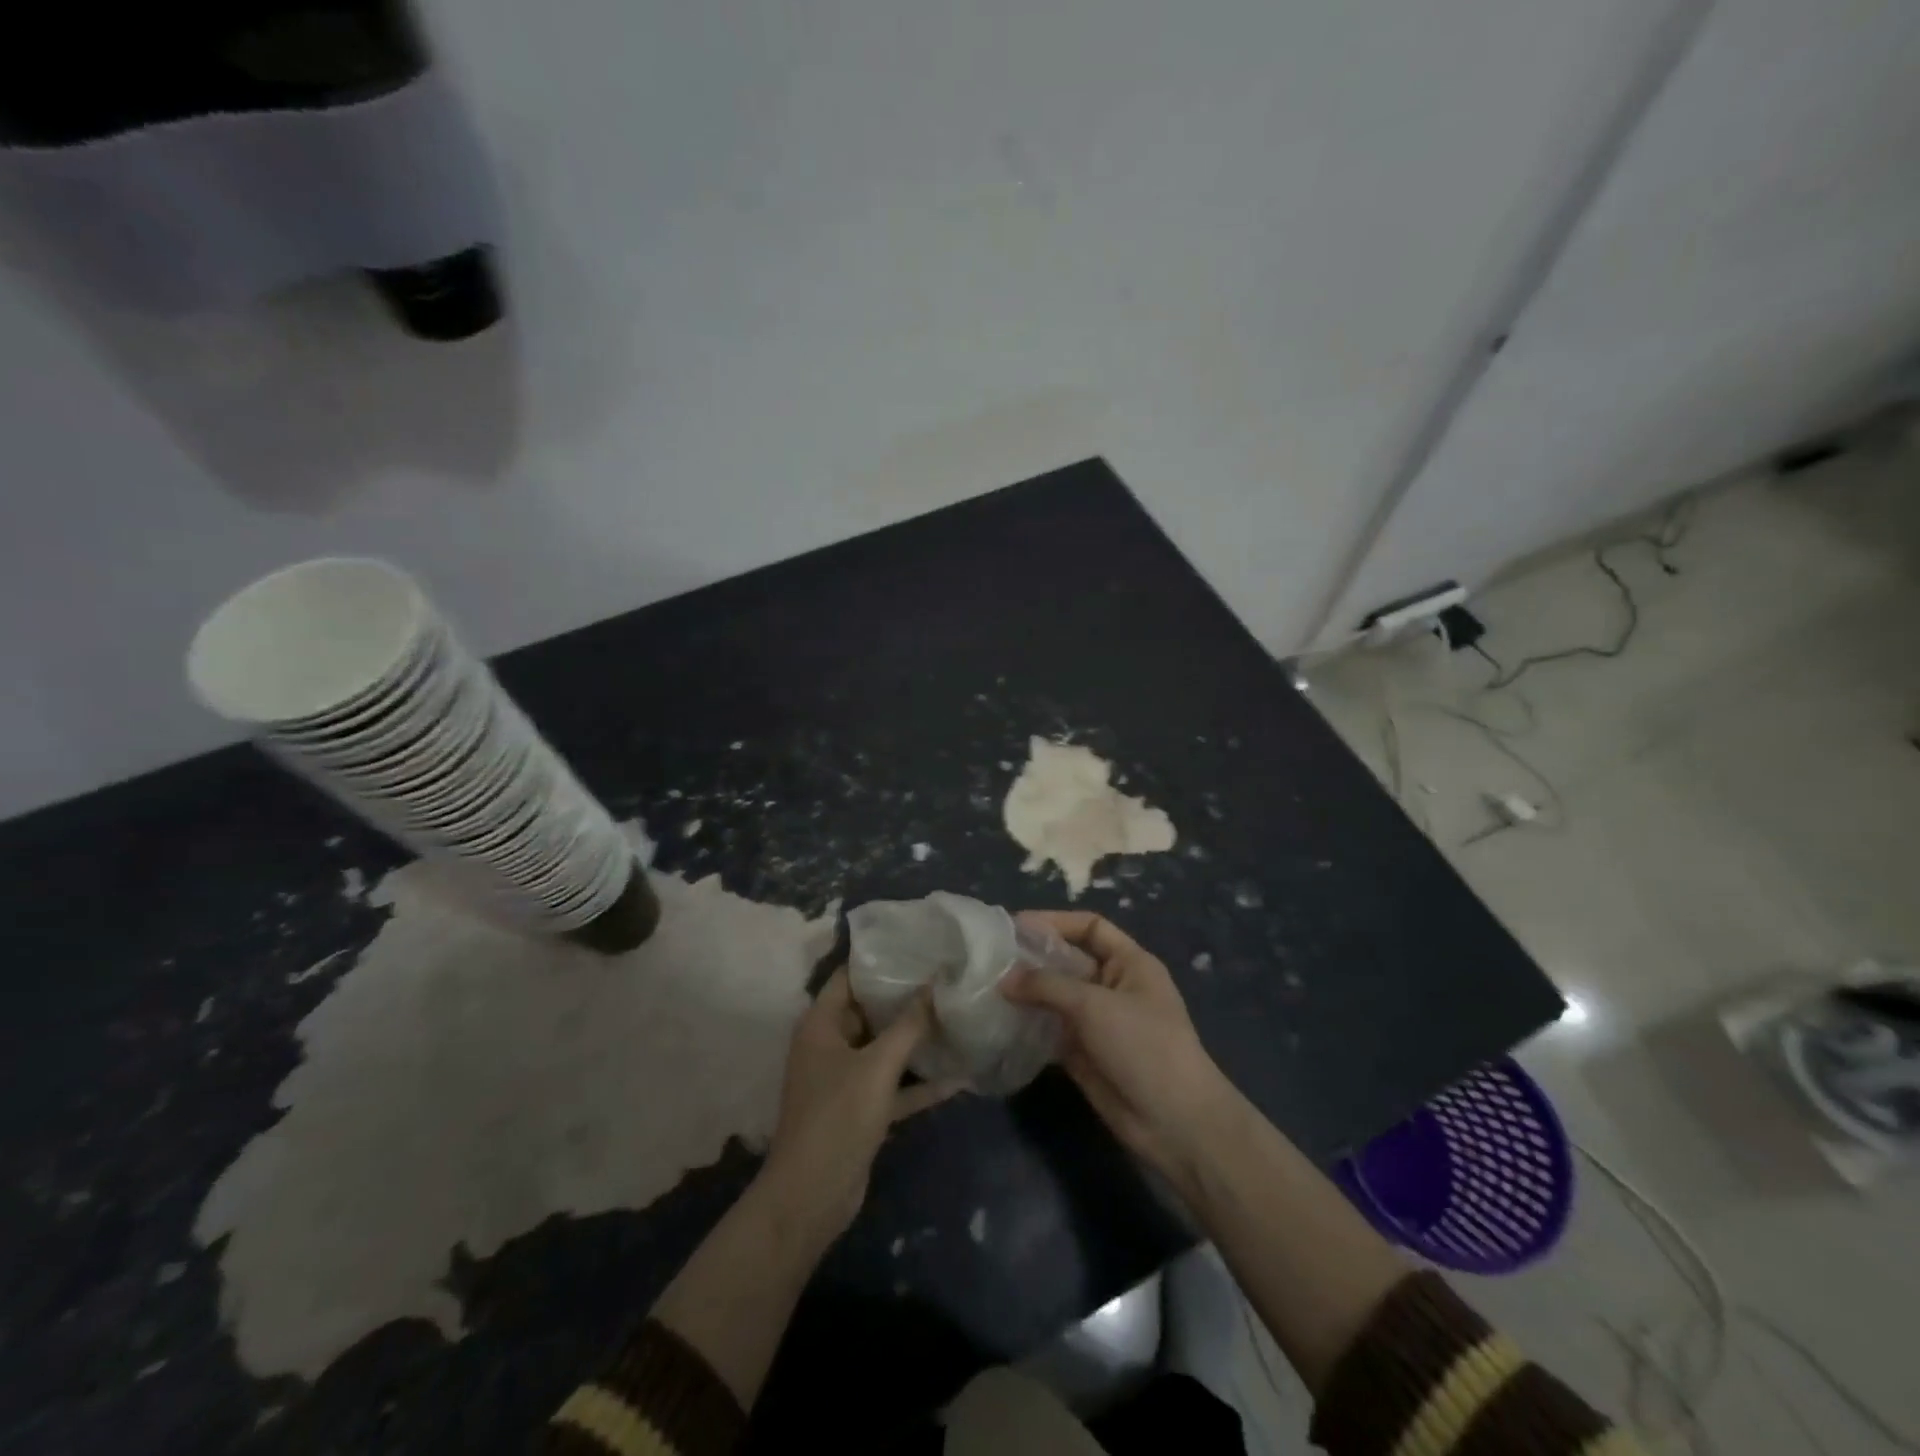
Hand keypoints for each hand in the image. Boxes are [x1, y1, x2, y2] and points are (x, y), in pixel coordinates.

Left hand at [759, 968, 959, 1245]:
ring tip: (955, 1014)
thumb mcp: (877, 1066)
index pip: (848, 977)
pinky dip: (919, 1083)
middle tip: (945, 974)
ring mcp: (845, 1079)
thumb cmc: (837, 1117)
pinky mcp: (860, 1109)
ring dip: (915, 1039)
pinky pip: (894, 1086)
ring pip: (884, 1048)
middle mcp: (830, 1045)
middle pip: (869, 1010)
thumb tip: (934, 984)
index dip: (879, 959)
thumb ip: (908, 1025)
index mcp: (821, 1025)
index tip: (917, 943)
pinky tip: (958, 1077)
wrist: (811, 1197)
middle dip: (905, 996)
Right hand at [1003, 912, 1236, 1186]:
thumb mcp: (1095, 1005)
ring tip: (987, 987)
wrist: (1174, 1121)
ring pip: (1056, 997)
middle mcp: (1113, 986)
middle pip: (1068, 961)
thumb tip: (1004, 978)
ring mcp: (1098, 1021)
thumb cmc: (1143, 1045)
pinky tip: (999, 1021)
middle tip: (991, 958)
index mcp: (1130, 963)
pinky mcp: (1083, 1053)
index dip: (1056, 922)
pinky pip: (1050, 1030)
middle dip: (1033, 959)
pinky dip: (1028, 1024)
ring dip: (1027, 992)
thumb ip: (1047, 986)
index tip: (1016, 926)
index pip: (1090, 927)